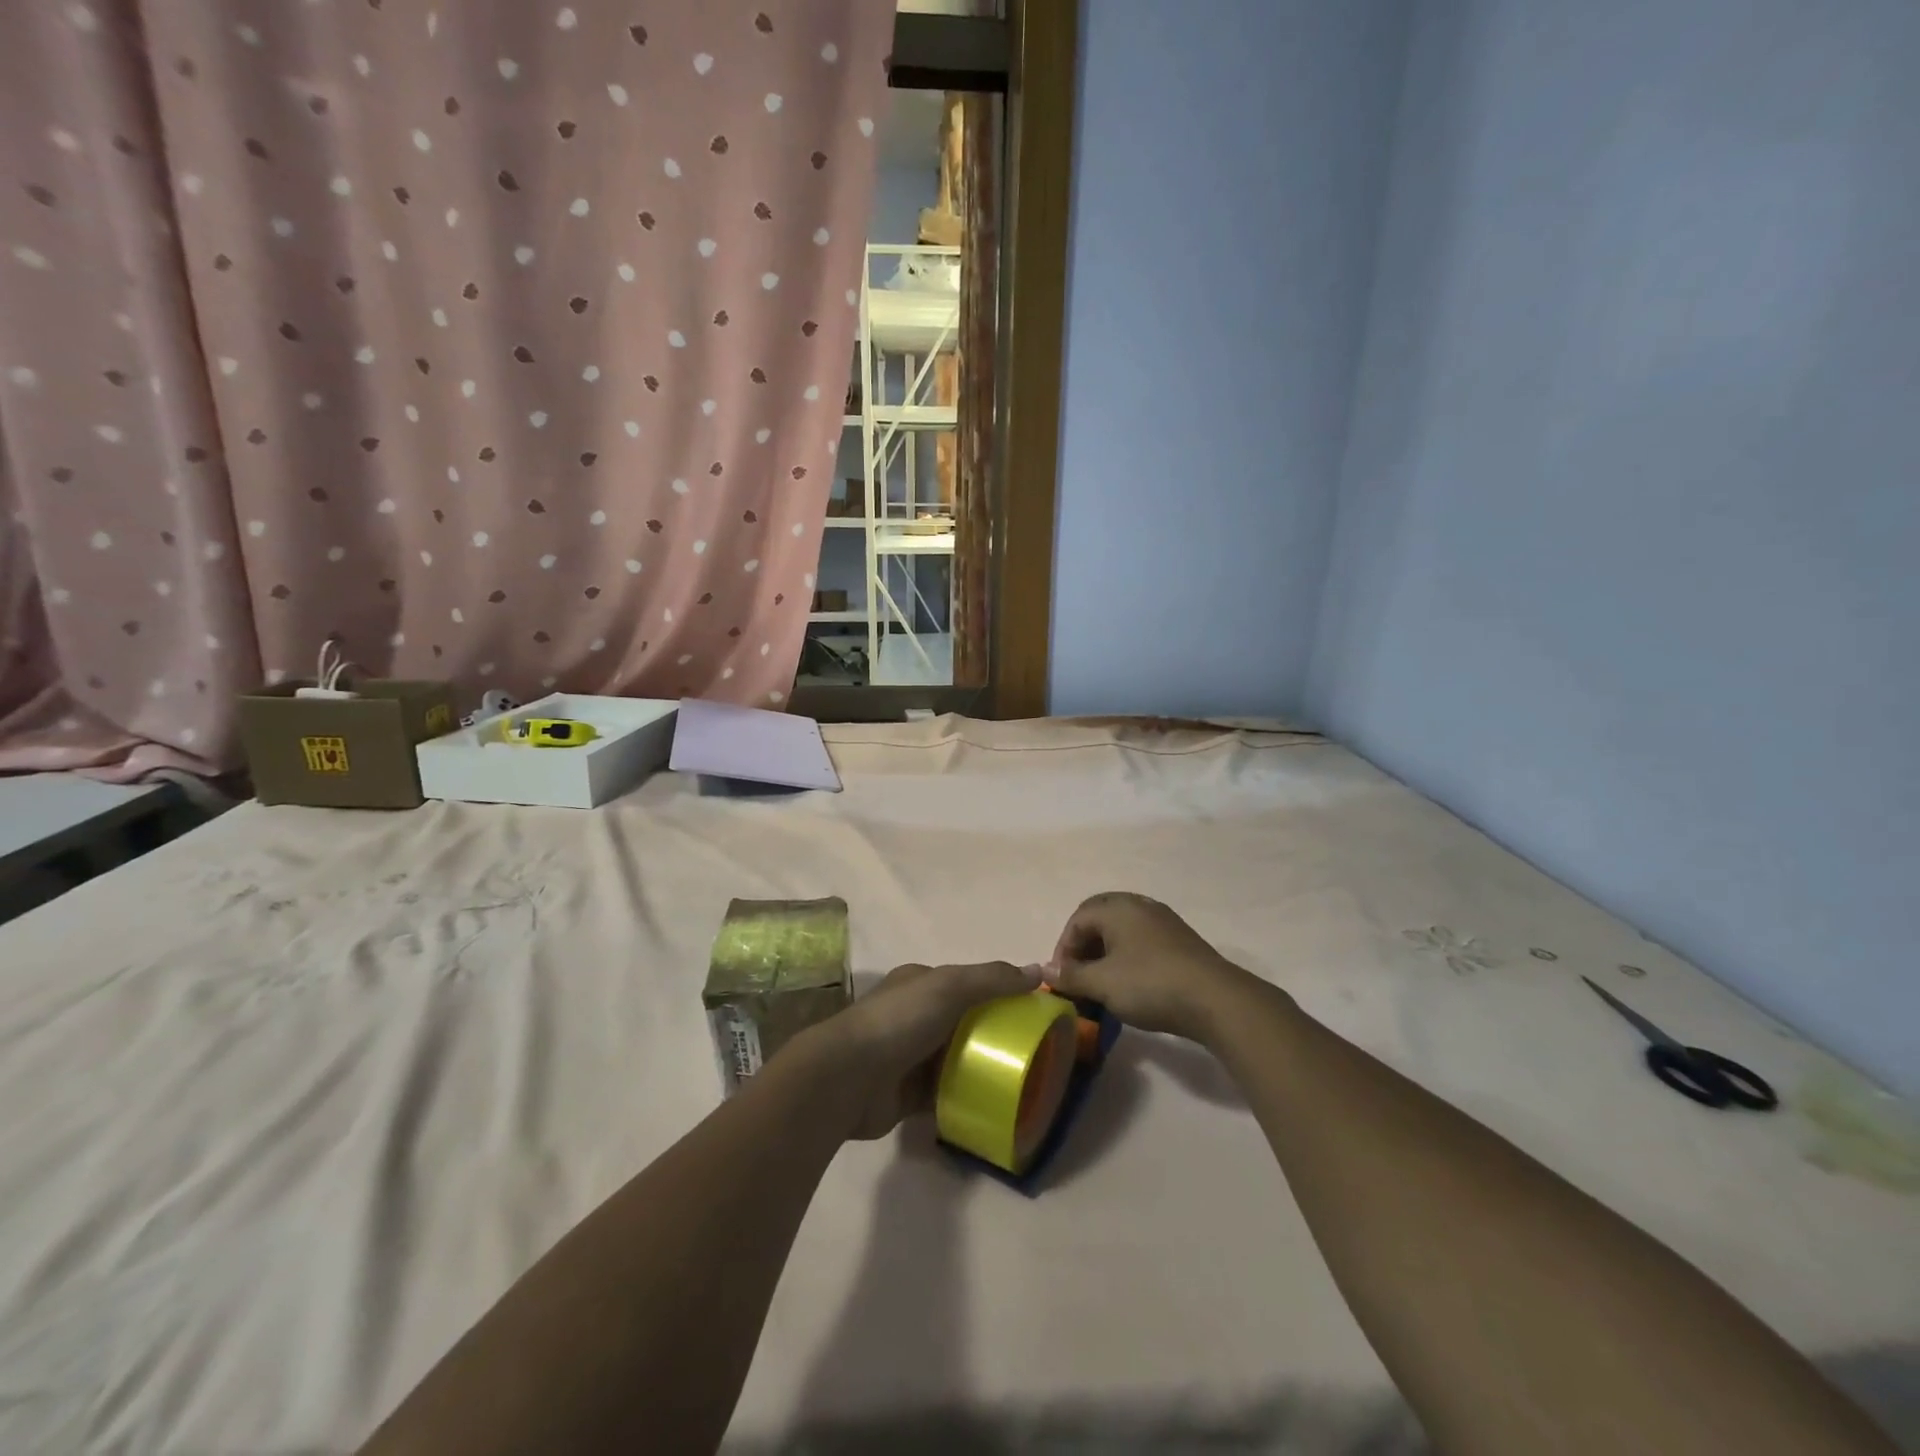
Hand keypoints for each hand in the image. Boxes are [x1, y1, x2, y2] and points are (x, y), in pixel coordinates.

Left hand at [813, 961, 1041, 1140]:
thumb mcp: (950, 987)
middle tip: (1032, 1051)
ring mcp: (910, 1055)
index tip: (1031, 1010)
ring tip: (1021, 1080)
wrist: (848, 1078)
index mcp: (921, 983)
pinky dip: (966, 1097)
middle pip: (964, 1021)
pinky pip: (946, 1093)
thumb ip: (993, 979)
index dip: (998, 992)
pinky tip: (994, 1105)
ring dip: (982, 1067)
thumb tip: (1039, 971)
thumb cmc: (900, 1021)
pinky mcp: (908, 1094)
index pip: (967, 982)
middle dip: (994, 1033)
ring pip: (956, 1058)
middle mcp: (914, 1015)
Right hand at [1049, 892, 1260, 1043]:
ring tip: (1102, 981)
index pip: (1078, 920)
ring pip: (1122, 929)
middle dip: (1084, 946)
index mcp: (1116, 908)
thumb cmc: (1150, 984)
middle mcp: (1139, 905)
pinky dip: (1128, 955)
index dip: (1064, 948)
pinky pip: (1142, 939)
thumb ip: (1071, 975)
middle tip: (1079, 975)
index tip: (1062, 978)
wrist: (1216, 999)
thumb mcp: (1103, 983)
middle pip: (1099, 918)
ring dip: (1106, 952)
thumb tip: (1045, 970)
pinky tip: (1131, 981)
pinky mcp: (1180, 939)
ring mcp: (1163, 920)